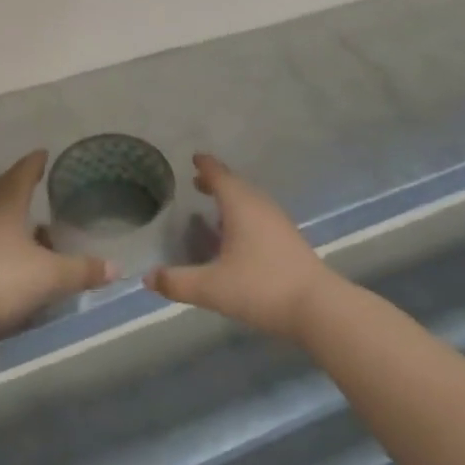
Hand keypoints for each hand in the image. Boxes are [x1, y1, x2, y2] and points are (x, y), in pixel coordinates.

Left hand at [0, 151, 115, 339]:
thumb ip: (82, 270)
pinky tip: (9, 258)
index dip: (34, 164)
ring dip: (7, 217)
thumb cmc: (1, 279)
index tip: (42, 154)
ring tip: (27, 223)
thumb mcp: (51, 276)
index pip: (22, 175)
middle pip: (0, 192)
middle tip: (31, 180)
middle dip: (17, 185)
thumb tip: (115, 268)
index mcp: (6, 206)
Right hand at [145, 154, 334, 340]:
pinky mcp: (289, 240)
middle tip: (198, 182)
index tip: (194, 158)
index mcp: (240, 206)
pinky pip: (260, 215)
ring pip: (251, 200)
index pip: (220, 176)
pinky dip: (245, 214)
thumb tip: (147, 278)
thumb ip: (177, 282)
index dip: (206, 166)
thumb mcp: (212, 288)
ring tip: (215, 206)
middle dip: (217, 181)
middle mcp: (260, 206)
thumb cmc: (261, 287)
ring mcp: (278, 222)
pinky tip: (240, 235)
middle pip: (236, 185)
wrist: (317, 307)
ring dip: (232, 199)